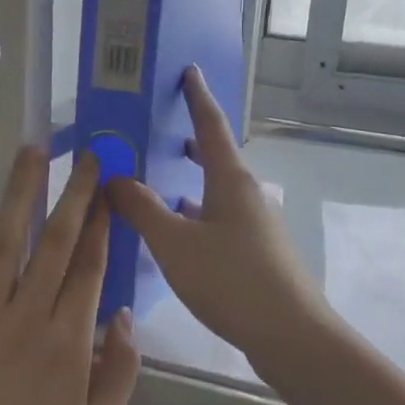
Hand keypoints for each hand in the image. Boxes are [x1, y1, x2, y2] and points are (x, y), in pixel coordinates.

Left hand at [0, 147, 140, 404]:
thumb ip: (118, 372)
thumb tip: (121, 315)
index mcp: (67, 344)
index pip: (88, 267)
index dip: (101, 223)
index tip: (109, 189)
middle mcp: (24, 320)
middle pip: (52, 244)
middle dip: (71, 194)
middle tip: (84, 155)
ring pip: (0, 246)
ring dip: (16, 196)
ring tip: (29, 153)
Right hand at [108, 67, 328, 363]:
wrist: (289, 334)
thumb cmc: (231, 279)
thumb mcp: (175, 243)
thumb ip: (142, 209)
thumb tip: (115, 178)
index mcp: (231, 180)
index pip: (212, 125)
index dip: (197, 97)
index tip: (189, 70)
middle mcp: (247, 195)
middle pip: (217, 158)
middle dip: (191, 143)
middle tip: (160, 133)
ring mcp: (256, 226)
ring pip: (216, 193)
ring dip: (190, 184)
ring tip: (157, 184)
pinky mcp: (257, 254)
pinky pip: (219, 221)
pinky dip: (196, 216)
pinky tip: (177, 235)